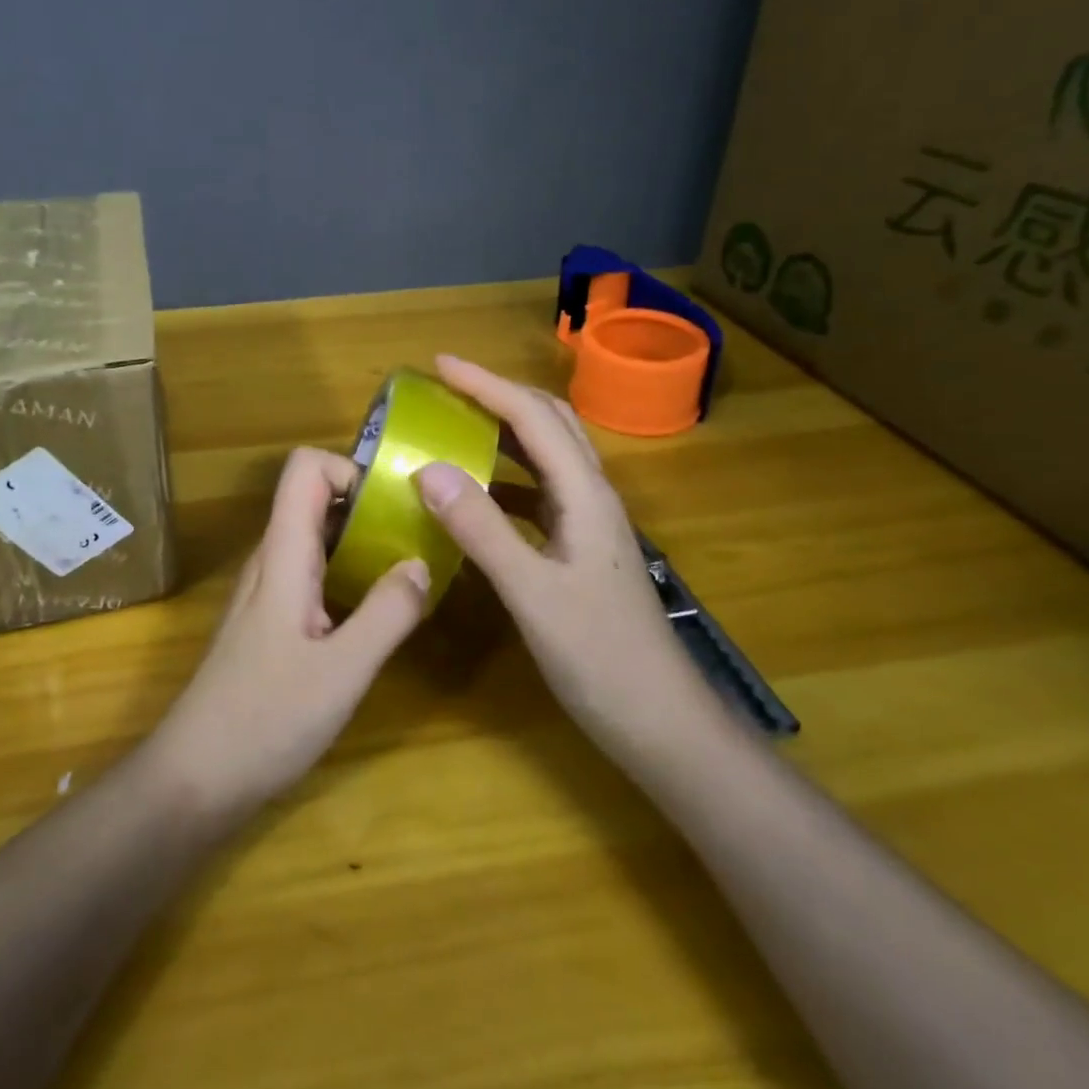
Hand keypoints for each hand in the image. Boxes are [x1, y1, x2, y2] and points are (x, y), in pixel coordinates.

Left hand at [146, 447, 428, 820]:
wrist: (194, 778)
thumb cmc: (265, 720)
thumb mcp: (342, 671)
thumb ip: (387, 613)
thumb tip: (421, 562)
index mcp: (283, 555)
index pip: (305, 469)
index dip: (350, 469)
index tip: (396, 503)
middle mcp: (272, 561)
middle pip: (315, 498)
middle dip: (369, 504)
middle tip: (419, 534)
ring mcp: (268, 592)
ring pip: (316, 538)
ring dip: (362, 541)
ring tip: (410, 567)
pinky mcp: (271, 622)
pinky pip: (313, 574)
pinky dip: (349, 574)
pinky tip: (378, 611)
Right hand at [414, 355, 718, 763]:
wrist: (661, 722)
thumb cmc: (601, 657)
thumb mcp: (532, 593)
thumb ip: (481, 529)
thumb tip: (428, 468)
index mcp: (585, 494)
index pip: (532, 417)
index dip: (485, 384)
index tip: (439, 365)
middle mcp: (591, 496)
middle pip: (549, 422)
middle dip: (498, 395)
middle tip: (446, 390)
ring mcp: (589, 523)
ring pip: (547, 455)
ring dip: (504, 431)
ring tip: (456, 427)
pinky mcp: (581, 548)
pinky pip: (539, 492)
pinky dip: (505, 477)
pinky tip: (477, 494)